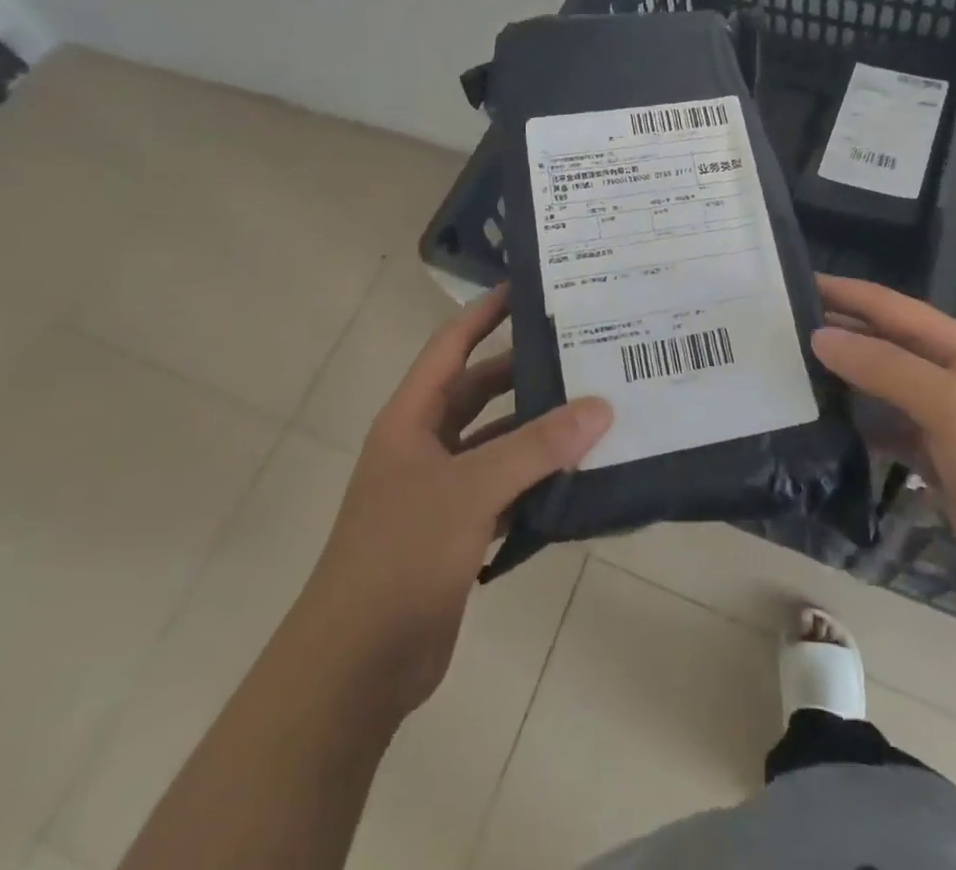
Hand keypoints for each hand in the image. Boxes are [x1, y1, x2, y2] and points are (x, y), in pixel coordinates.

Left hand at [307, 285, 611, 716]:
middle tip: (582, 350)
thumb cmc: (401, 556)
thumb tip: (599, 407)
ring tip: (594, 408)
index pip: (451, 346)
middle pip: (480, 391)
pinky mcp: (456, 532)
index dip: (486, 312)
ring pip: (497, 443)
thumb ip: (537, 446)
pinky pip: (504, 489)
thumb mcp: (471, 489)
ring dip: (537, 430)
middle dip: (525, 371)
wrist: (356, 666)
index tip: (530, 288)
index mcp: (411, 419)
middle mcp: (424, 445)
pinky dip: (536, 480)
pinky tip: (578, 476)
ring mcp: (440, 491)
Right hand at [813, 275, 955, 624]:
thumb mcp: (953, 405)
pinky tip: (819, 428)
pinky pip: (883, 431)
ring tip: (783, 375)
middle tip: (772, 333)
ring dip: (838, 380)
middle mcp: (945, 375)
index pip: (887, 306)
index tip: (787, 285)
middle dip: (833, 334)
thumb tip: (821, 337)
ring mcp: (939, 420)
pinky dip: (854, 427)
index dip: (840, 292)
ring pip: (877, 387)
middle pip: (879, 343)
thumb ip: (886, 367)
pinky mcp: (934, 462)